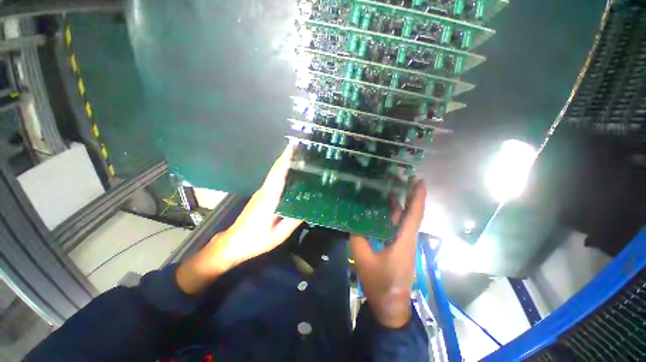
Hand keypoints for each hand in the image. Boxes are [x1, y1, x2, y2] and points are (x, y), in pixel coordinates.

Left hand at [177, 143, 301, 293]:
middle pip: (276, 169)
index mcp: (270, 199)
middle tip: (300, 147)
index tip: (295, 147)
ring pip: (274, 172)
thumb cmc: (255, 240)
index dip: (287, 159)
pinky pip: (273, 179)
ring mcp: (261, 192)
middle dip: (286, 155)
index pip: (279, 174)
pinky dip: (281, 170)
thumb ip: (293, 220)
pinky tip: (289, 171)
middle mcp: (265, 191)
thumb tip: (308, 208)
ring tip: (298, 155)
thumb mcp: (279, 235)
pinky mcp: (261, 196)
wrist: (232, 243)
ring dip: (284, 161)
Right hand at [350, 180, 425, 327]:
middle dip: (411, 196)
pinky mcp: (399, 248)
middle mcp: (407, 239)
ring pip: (406, 220)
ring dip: (402, 204)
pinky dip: (394, 216)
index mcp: (403, 241)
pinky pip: (399, 227)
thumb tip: (353, 221)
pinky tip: (385, 210)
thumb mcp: (364, 260)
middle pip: (413, 214)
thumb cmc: (380, 284)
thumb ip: (358, 238)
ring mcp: (404, 244)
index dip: (418, 197)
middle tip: (405, 179)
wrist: (391, 307)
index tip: (420, 181)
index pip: (414, 215)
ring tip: (393, 189)